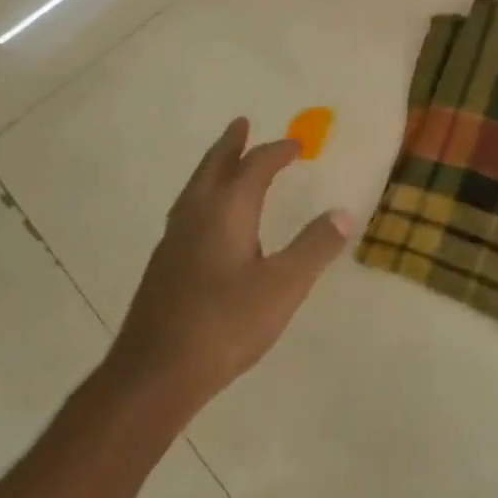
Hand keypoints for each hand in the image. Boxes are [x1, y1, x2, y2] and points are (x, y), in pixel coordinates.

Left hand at [108, 118, 351, 416]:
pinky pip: (187, 210)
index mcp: (226, 211)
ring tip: (225, 162)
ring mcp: (174, 240)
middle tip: (241, 124)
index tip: (298, 145)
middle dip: (231, 144)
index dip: (277, 152)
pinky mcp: (163, 265)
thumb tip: (342, 212)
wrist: (154, 374)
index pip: (254, 167)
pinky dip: (203, 195)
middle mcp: (196, 215)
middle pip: (214, 167)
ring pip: (195, 188)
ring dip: (214, 168)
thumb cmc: (225, 324)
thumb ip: (314, 247)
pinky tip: (208, 220)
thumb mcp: (283, 286)